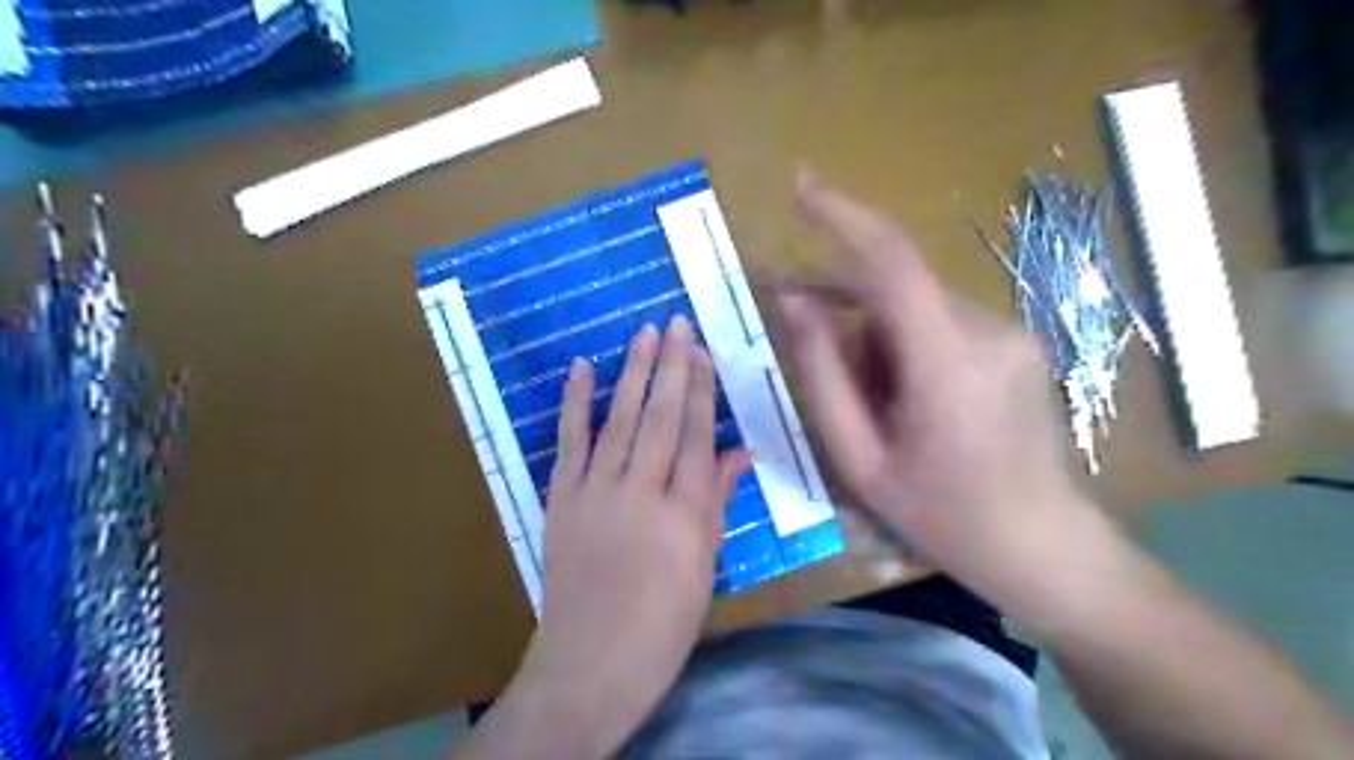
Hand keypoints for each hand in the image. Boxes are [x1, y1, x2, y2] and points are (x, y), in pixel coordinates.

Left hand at [520, 315, 751, 753]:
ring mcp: (597, 492)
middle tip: (675, 324)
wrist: (592, 660)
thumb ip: (718, 501)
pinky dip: (575, 404)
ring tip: (643, 334)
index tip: (702, 351)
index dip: (701, 390)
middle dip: (671, 367)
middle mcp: (643, 492)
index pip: (697, 436)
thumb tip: (740, 453)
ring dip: (632, 374)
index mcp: (685, 513)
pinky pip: (570, 443)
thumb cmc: (663, 622)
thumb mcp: (705, 564)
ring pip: (620, 421)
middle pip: (661, 418)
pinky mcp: (562, 499)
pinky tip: (582, 369)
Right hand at [784, 169, 1097, 614]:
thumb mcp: (859, 457)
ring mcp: (1010, 332)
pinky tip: (912, 402)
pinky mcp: (1015, 339)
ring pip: (913, 309)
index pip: (892, 264)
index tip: (799, 186)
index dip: (842, 216)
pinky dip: (906, 349)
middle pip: (892, 293)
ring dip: (878, 344)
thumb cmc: (939, 515)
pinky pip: (938, 322)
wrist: (1038, 544)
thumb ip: (821, 374)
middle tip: (826, 371)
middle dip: (848, 322)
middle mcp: (987, 330)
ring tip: (883, 411)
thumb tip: (794, 301)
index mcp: (948, 365)